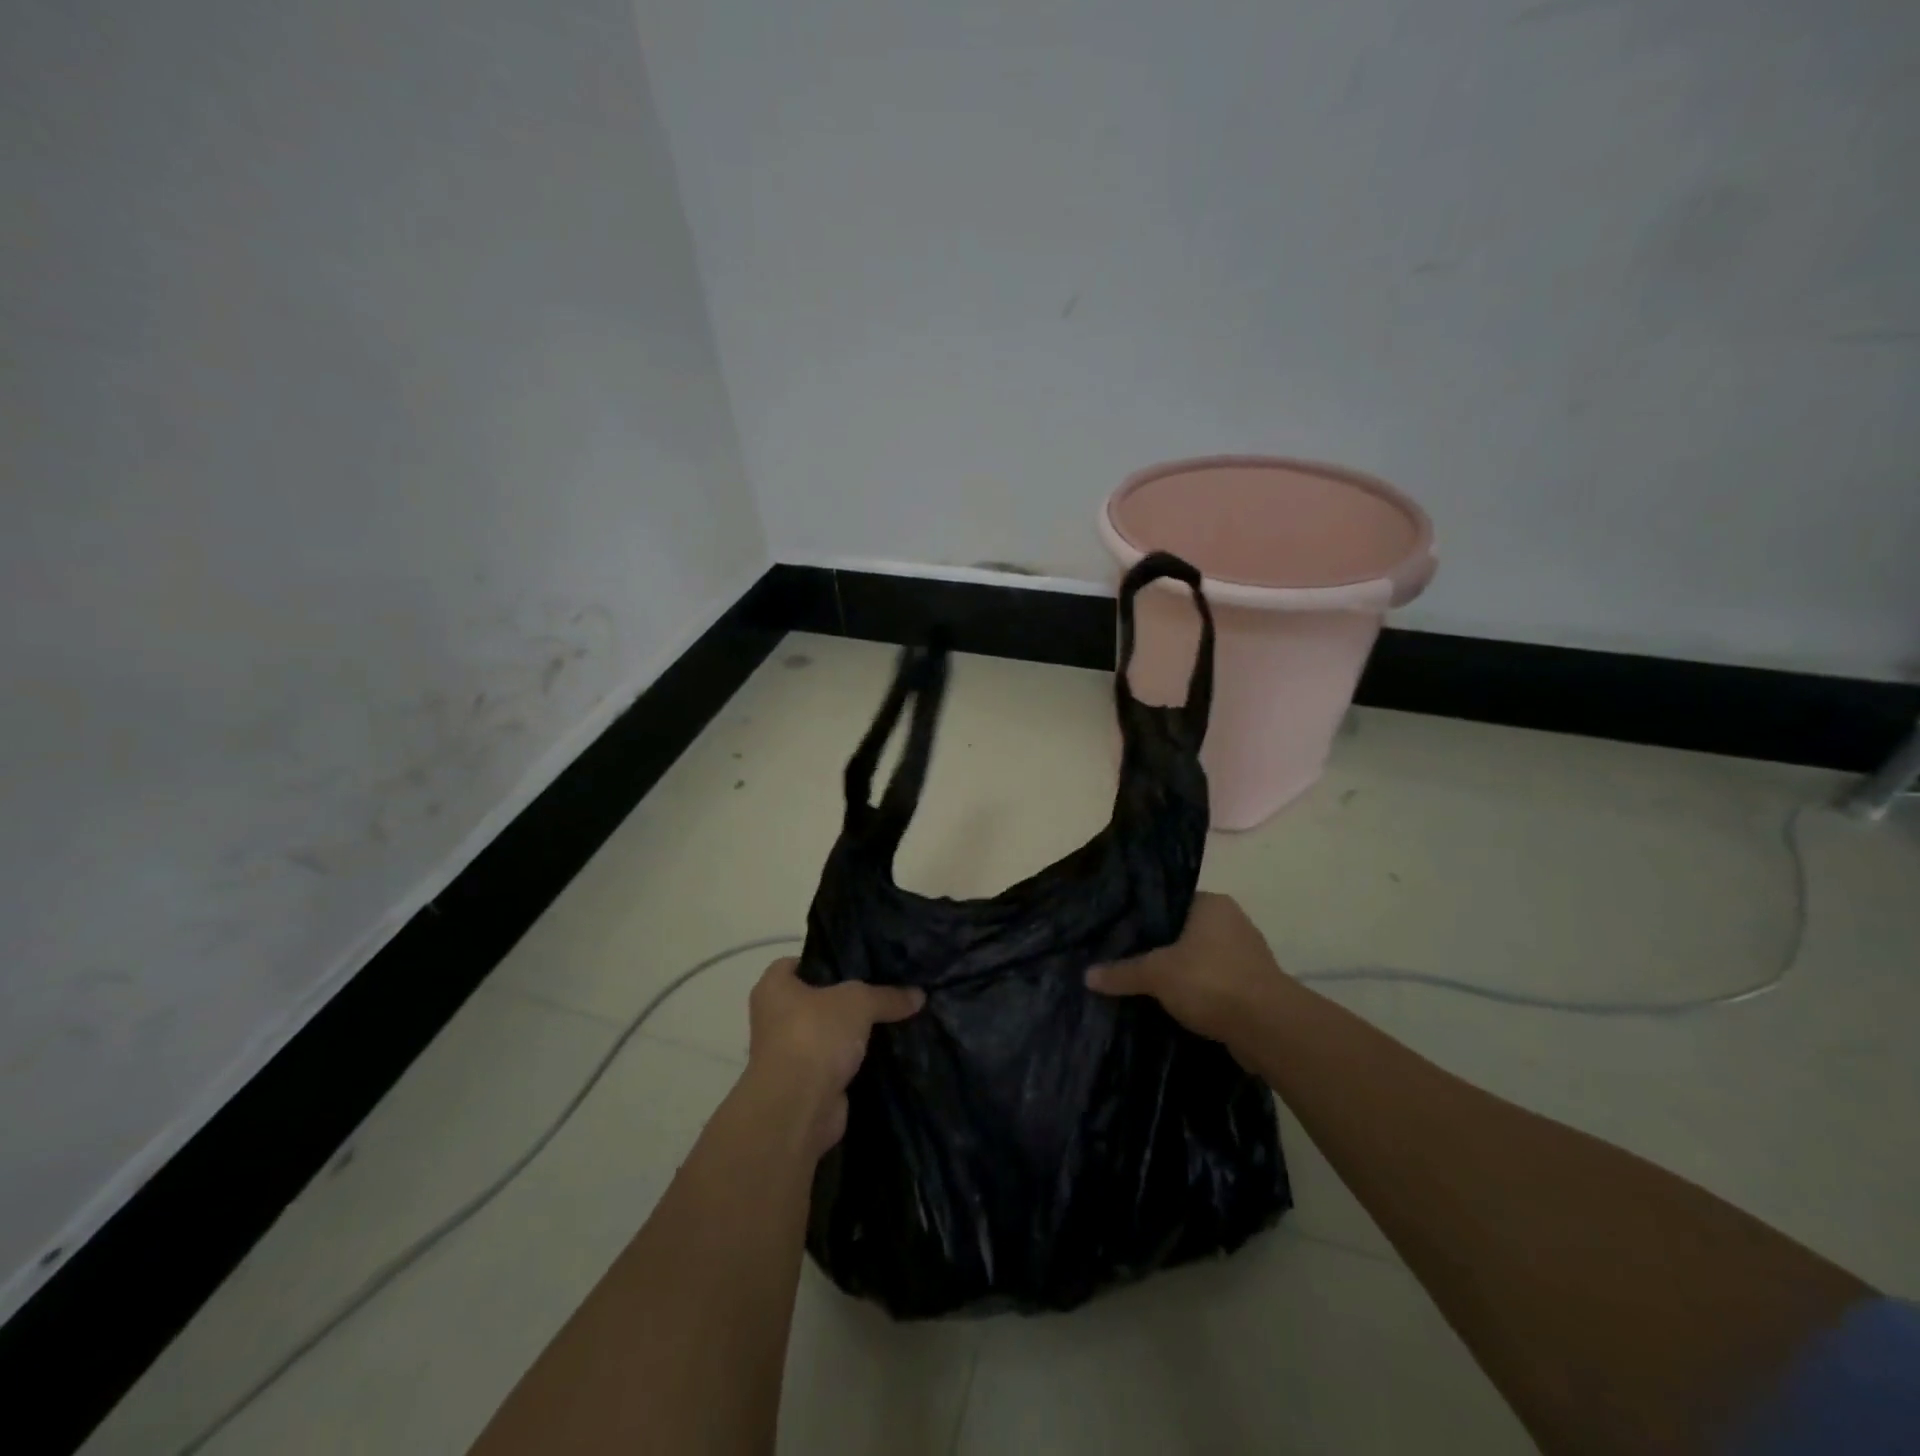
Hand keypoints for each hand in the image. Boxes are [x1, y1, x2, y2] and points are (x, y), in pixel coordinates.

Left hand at [746, 957, 924, 1153]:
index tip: (860, 961)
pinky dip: (858, 1061)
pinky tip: (889, 1052)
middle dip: (849, 999)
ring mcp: (790, 1054)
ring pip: (830, 1034)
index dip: (828, 960)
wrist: (798, 1108)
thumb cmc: (815, 1035)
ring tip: (894, 1018)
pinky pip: (838, 1063)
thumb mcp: (859, 1002)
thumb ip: (888, 995)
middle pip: (818, 999)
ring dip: (855, 1034)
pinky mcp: (808, 1084)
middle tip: (886, 988)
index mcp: (774, 987)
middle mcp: (775, 1018)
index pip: (800, 962)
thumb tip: (919, 995)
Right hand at [1086, 892, 1289, 1049]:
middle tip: (1126, 959)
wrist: (1269, 1028)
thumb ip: (1122, 972)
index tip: (1121, 932)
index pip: (1171, 902)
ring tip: (1145, 985)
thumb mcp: (1156, 974)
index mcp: (1212, 904)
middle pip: (1185, 932)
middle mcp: (1233, 922)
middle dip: (1160, 948)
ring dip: (1180, 974)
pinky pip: (1215, 984)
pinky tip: (1174, 1006)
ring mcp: (1247, 956)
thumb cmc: (1211, 981)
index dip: (1145, 917)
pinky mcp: (1254, 988)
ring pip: (1201, 960)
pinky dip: (1198, 994)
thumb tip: (1086, 975)